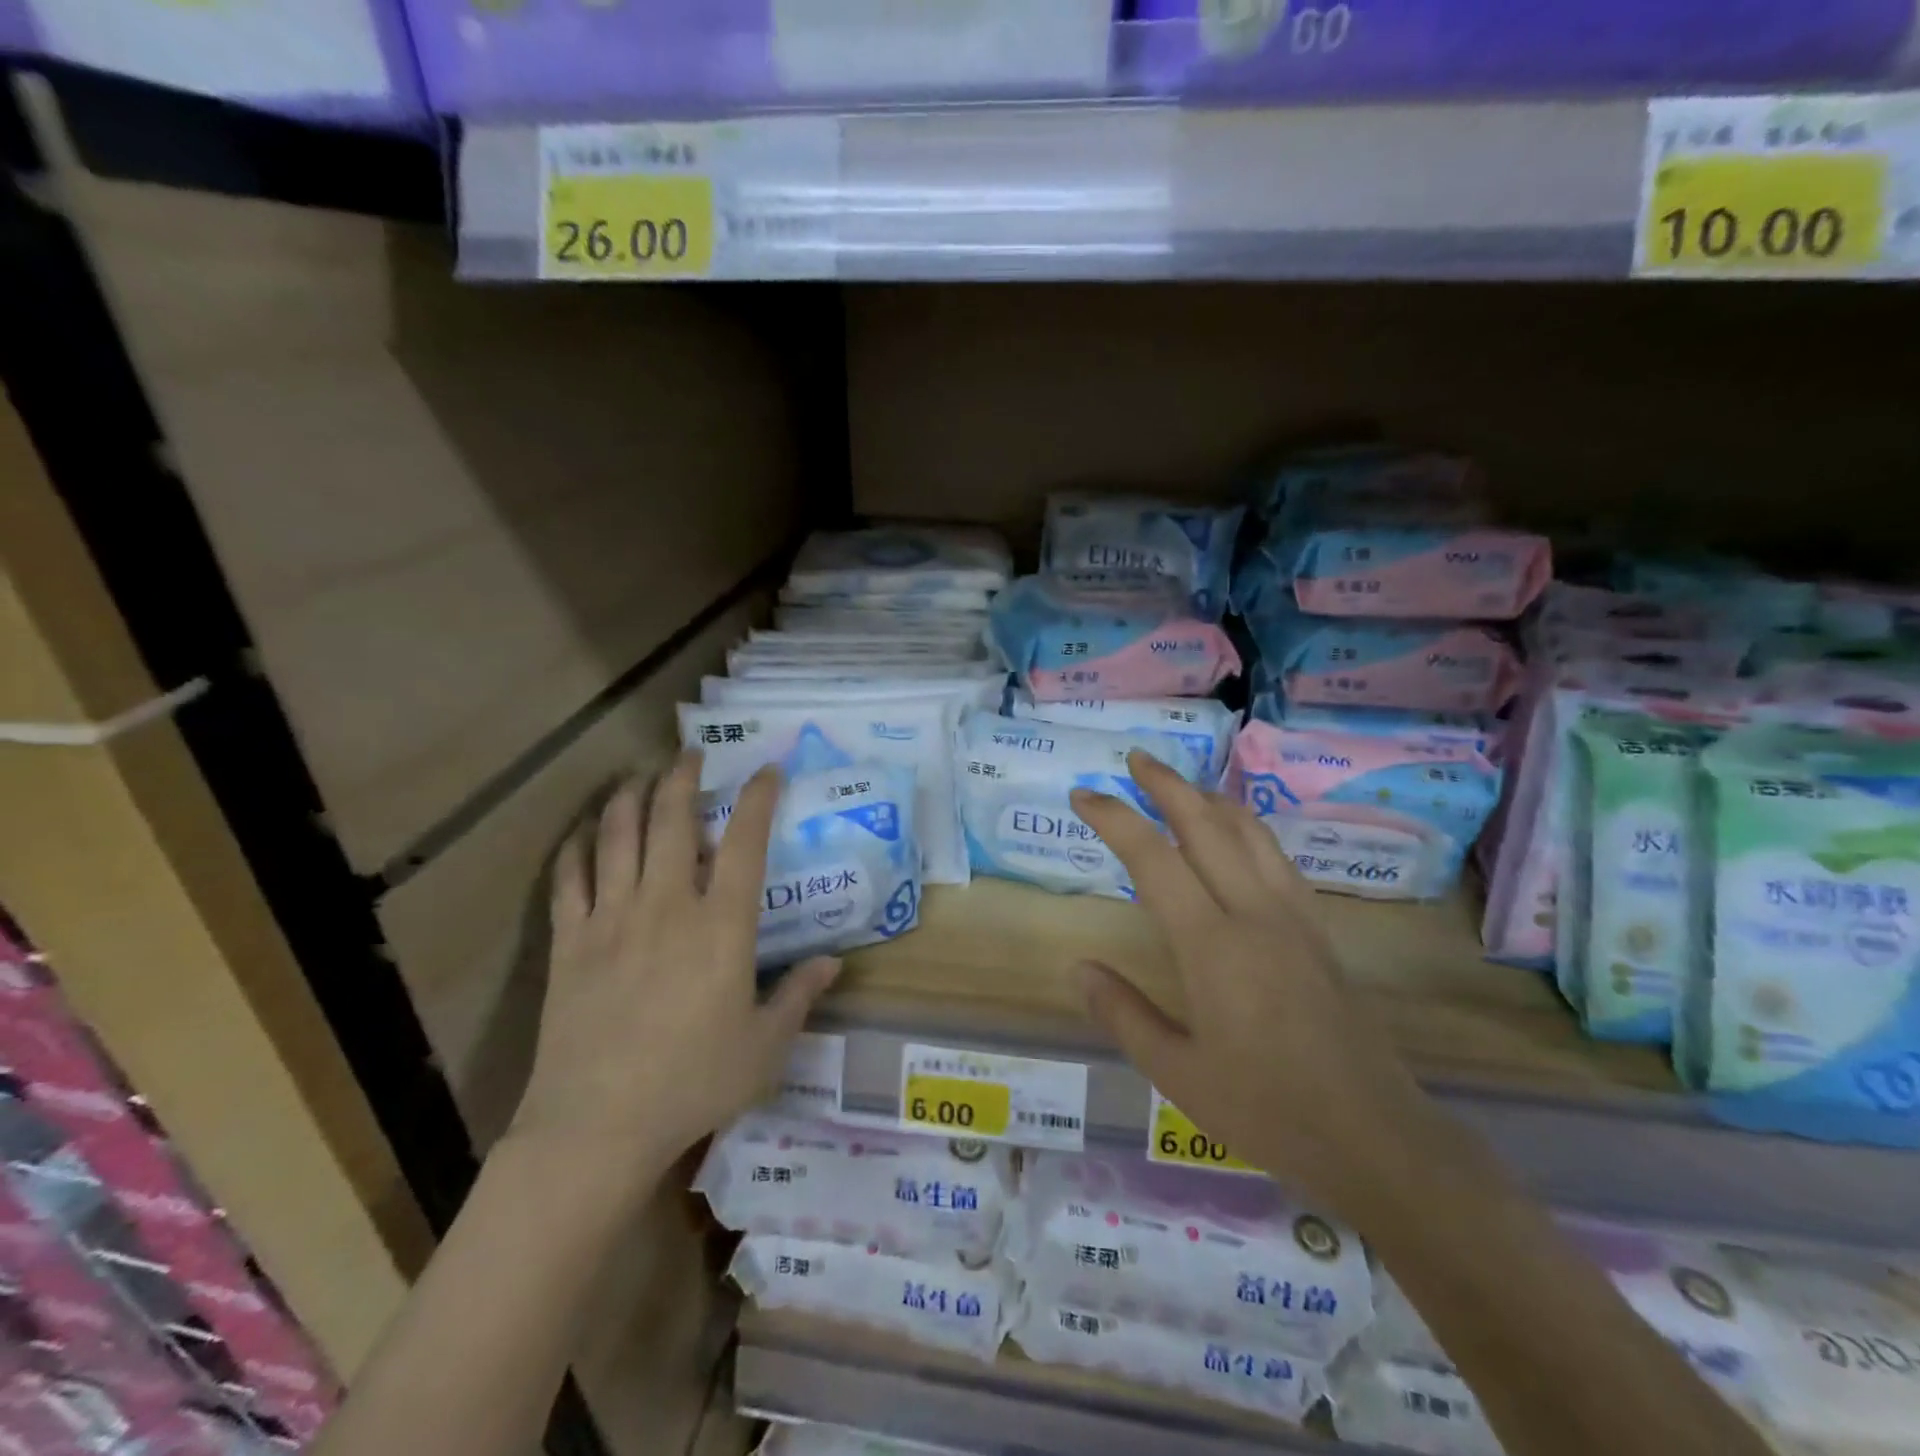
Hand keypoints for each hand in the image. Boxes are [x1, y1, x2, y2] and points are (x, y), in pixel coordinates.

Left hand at [508, 754, 840, 1180]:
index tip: (766, 769)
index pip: (746, 842)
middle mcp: (667, 906)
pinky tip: (584, 833)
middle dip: (682, 777)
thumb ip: (799, 997)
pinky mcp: (569, 943)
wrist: (597, 1126)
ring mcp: (612, 919)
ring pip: (618, 836)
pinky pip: (569, 879)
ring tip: (638, 777)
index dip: (758, 797)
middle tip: (690, 755)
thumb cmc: (693, 1083)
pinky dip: (577, 847)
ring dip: (629, 797)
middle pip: (671, 820)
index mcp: (722, 926)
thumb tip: (833, 964)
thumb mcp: (765, 1047)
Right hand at [1069, 752, 1432, 1216]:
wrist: (1375, 1135)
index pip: (1153, 859)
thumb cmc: (1268, 1109)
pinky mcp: (1319, 930)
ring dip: (1210, 797)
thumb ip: (1123, 1014)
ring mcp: (1293, 917)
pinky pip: (1277, 857)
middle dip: (1166, 784)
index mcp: (1212, 946)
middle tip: (1136, 760)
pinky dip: (1247, 827)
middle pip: (1206, 825)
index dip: (1115, 818)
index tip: (1084, 796)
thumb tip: (1079, 968)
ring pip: (1250, 832)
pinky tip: (1237, 834)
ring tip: (1183, 784)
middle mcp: (1254, 913)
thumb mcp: (1177, 1074)